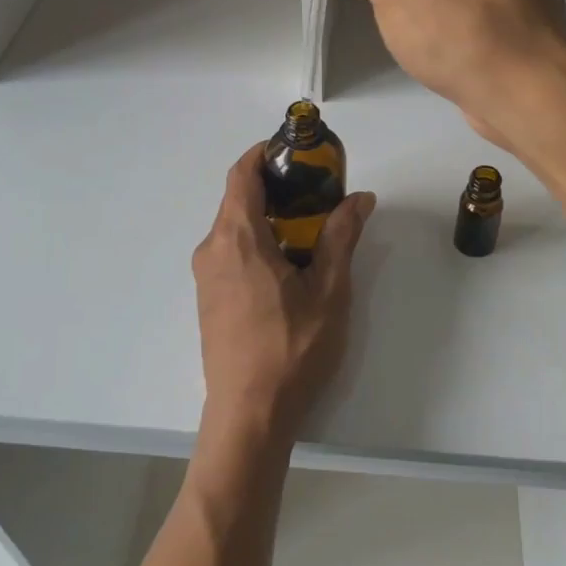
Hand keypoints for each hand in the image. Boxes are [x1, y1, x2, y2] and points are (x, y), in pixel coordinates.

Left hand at [191, 144, 374, 448]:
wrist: (249, 414)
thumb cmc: (291, 349)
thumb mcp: (328, 290)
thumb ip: (341, 237)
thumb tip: (359, 198)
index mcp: (237, 238)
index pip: (241, 174)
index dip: (264, 153)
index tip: (295, 151)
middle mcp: (212, 249)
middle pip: (237, 198)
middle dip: (274, 186)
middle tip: (316, 191)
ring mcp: (205, 276)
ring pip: (233, 227)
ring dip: (266, 216)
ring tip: (308, 227)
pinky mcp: (208, 298)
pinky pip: (229, 252)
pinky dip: (255, 241)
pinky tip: (286, 263)